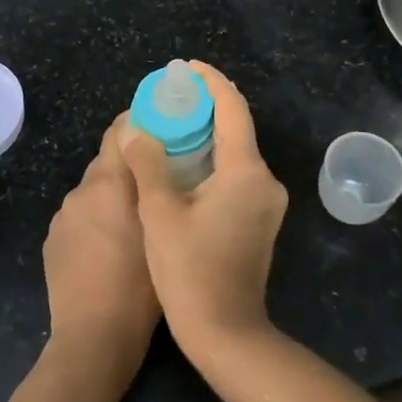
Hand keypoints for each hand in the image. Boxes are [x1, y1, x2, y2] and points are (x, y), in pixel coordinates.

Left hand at [43, 118, 159, 376]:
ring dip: (112, 194)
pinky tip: (110, 246)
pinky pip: (79, 216)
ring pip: (93, 190)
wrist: (92, 340)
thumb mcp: (162, 233)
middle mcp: (80, 191)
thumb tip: (156, 158)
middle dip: (131, 164)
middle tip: (159, 177)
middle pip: (107, 161)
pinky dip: (95, 219)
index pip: (119, 131)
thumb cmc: (139, 288)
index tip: (162, 123)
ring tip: (136, 217)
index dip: (139, 121)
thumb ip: (156, 188)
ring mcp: (62, 217)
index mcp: (108, 184)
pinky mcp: (52, 240)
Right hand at [119, 62, 287, 363]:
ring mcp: (267, 202)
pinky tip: (183, 162)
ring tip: (169, 123)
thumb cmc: (190, 272)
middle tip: (167, 96)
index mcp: (246, 171)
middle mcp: (265, 180)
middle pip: (236, 127)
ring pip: (236, 152)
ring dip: (207, 134)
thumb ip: (148, 164)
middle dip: (204, 106)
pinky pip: (237, 174)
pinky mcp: (260, 219)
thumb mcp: (160, 213)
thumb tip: (135, 130)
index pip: (232, 109)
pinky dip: (212, 159)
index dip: (210, 82)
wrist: (227, 334)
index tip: (185, 67)